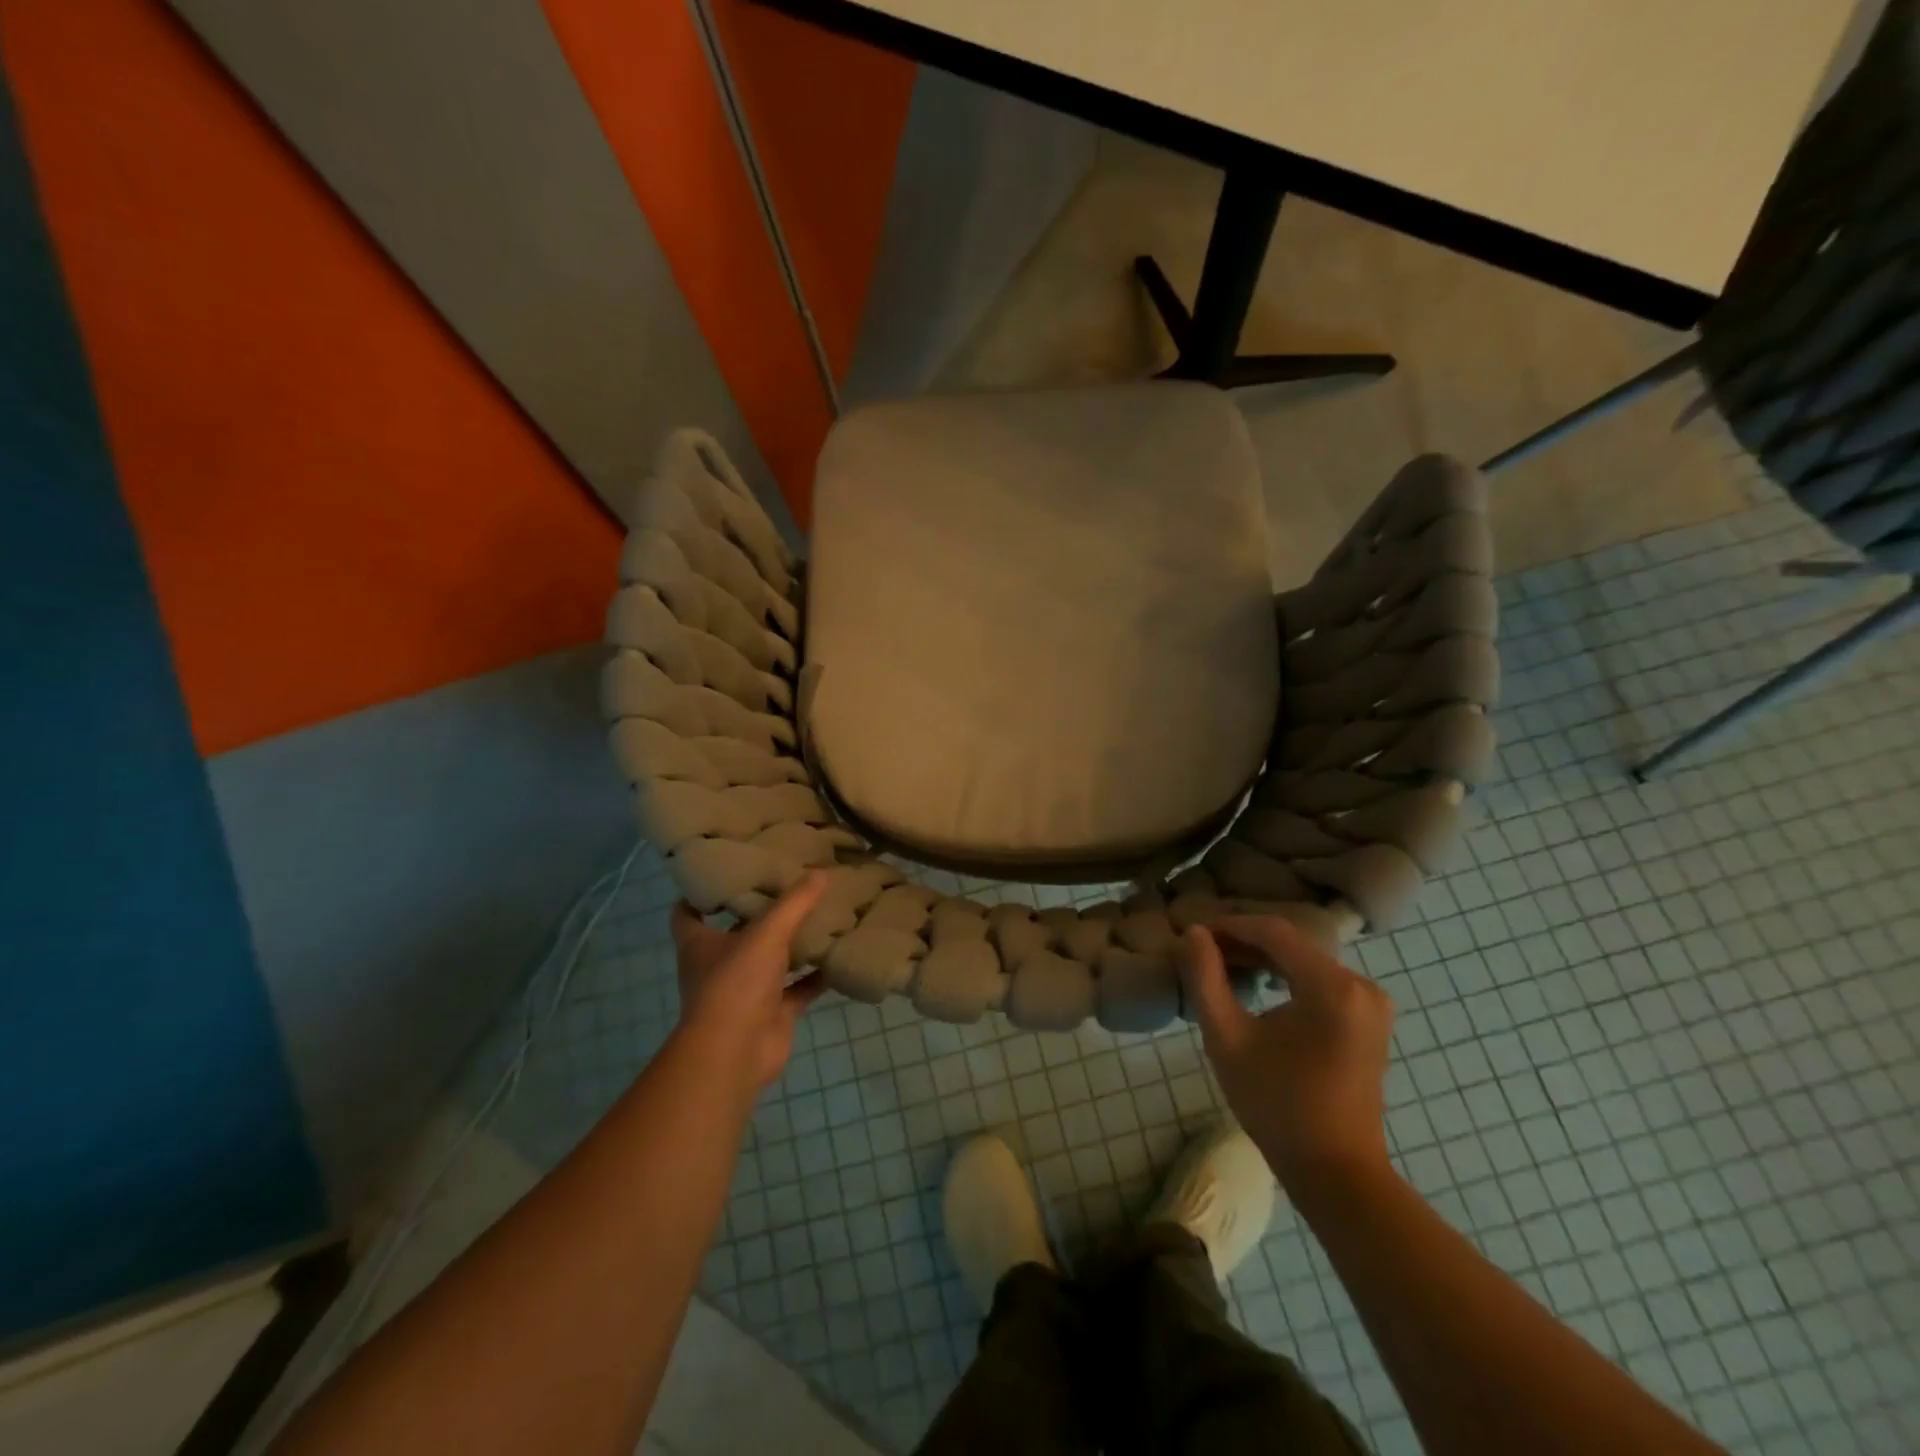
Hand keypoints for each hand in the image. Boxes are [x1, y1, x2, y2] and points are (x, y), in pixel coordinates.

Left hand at [670, 873, 830, 1097]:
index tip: (726, 871)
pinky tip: (839, 955)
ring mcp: (746, 991)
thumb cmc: (735, 984)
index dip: (701, 893)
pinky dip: (816, 975)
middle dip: (760, 913)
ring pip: (771, 960)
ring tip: (821, 913)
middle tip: (790, 883)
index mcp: (700, 944)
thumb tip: (820, 871)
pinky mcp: (772, 1013)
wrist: (736, 1054)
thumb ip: (794, 903)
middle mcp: (719, 965)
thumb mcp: (767, 933)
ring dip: (792, 943)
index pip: (688, 913)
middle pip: (737, 933)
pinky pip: (798, 988)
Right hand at [1178, 916, 1394, 1191]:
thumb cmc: (1277, 1106)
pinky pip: (1321, 980)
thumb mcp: (1227, 1038)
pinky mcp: (1369, 1020)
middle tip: (1203, 951)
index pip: (1273, 932)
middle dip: (1245, 942)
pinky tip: (1257, 987)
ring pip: (1306, 961)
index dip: (1230, 926)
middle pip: (1292, 944)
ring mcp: (1371, 1003)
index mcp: (1331, 986)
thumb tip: (1194, 933)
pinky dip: (1286, 977)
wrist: (1337, 1172)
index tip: (1195, 933)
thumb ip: (1206, 978)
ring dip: (1264, 959)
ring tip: (1223, 966)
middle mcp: (1360, 985)